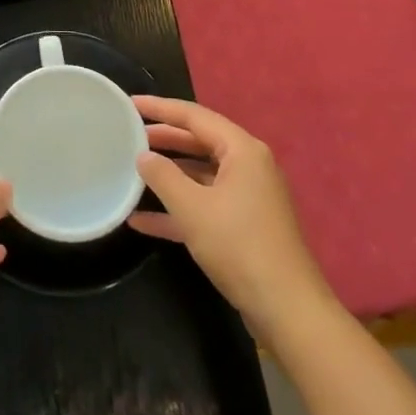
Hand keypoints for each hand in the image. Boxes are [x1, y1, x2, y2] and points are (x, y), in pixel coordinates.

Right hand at [128, 96, 337, 335]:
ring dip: (168, 175)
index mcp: (242, 150)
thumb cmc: (239, 247)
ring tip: (132, 170)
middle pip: (199, 141)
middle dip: (164, 139)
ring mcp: (248, 197)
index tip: (129, 103)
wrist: (287, 310)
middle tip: (128, 133)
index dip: (160, 108)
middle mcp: (248, 166)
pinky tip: (142, 220)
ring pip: (200, 174)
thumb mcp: (193, 208)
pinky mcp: (244, 225)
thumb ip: (163, 176)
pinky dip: (178, 208)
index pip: (194, 116)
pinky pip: (205, 204)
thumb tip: (143, 156)